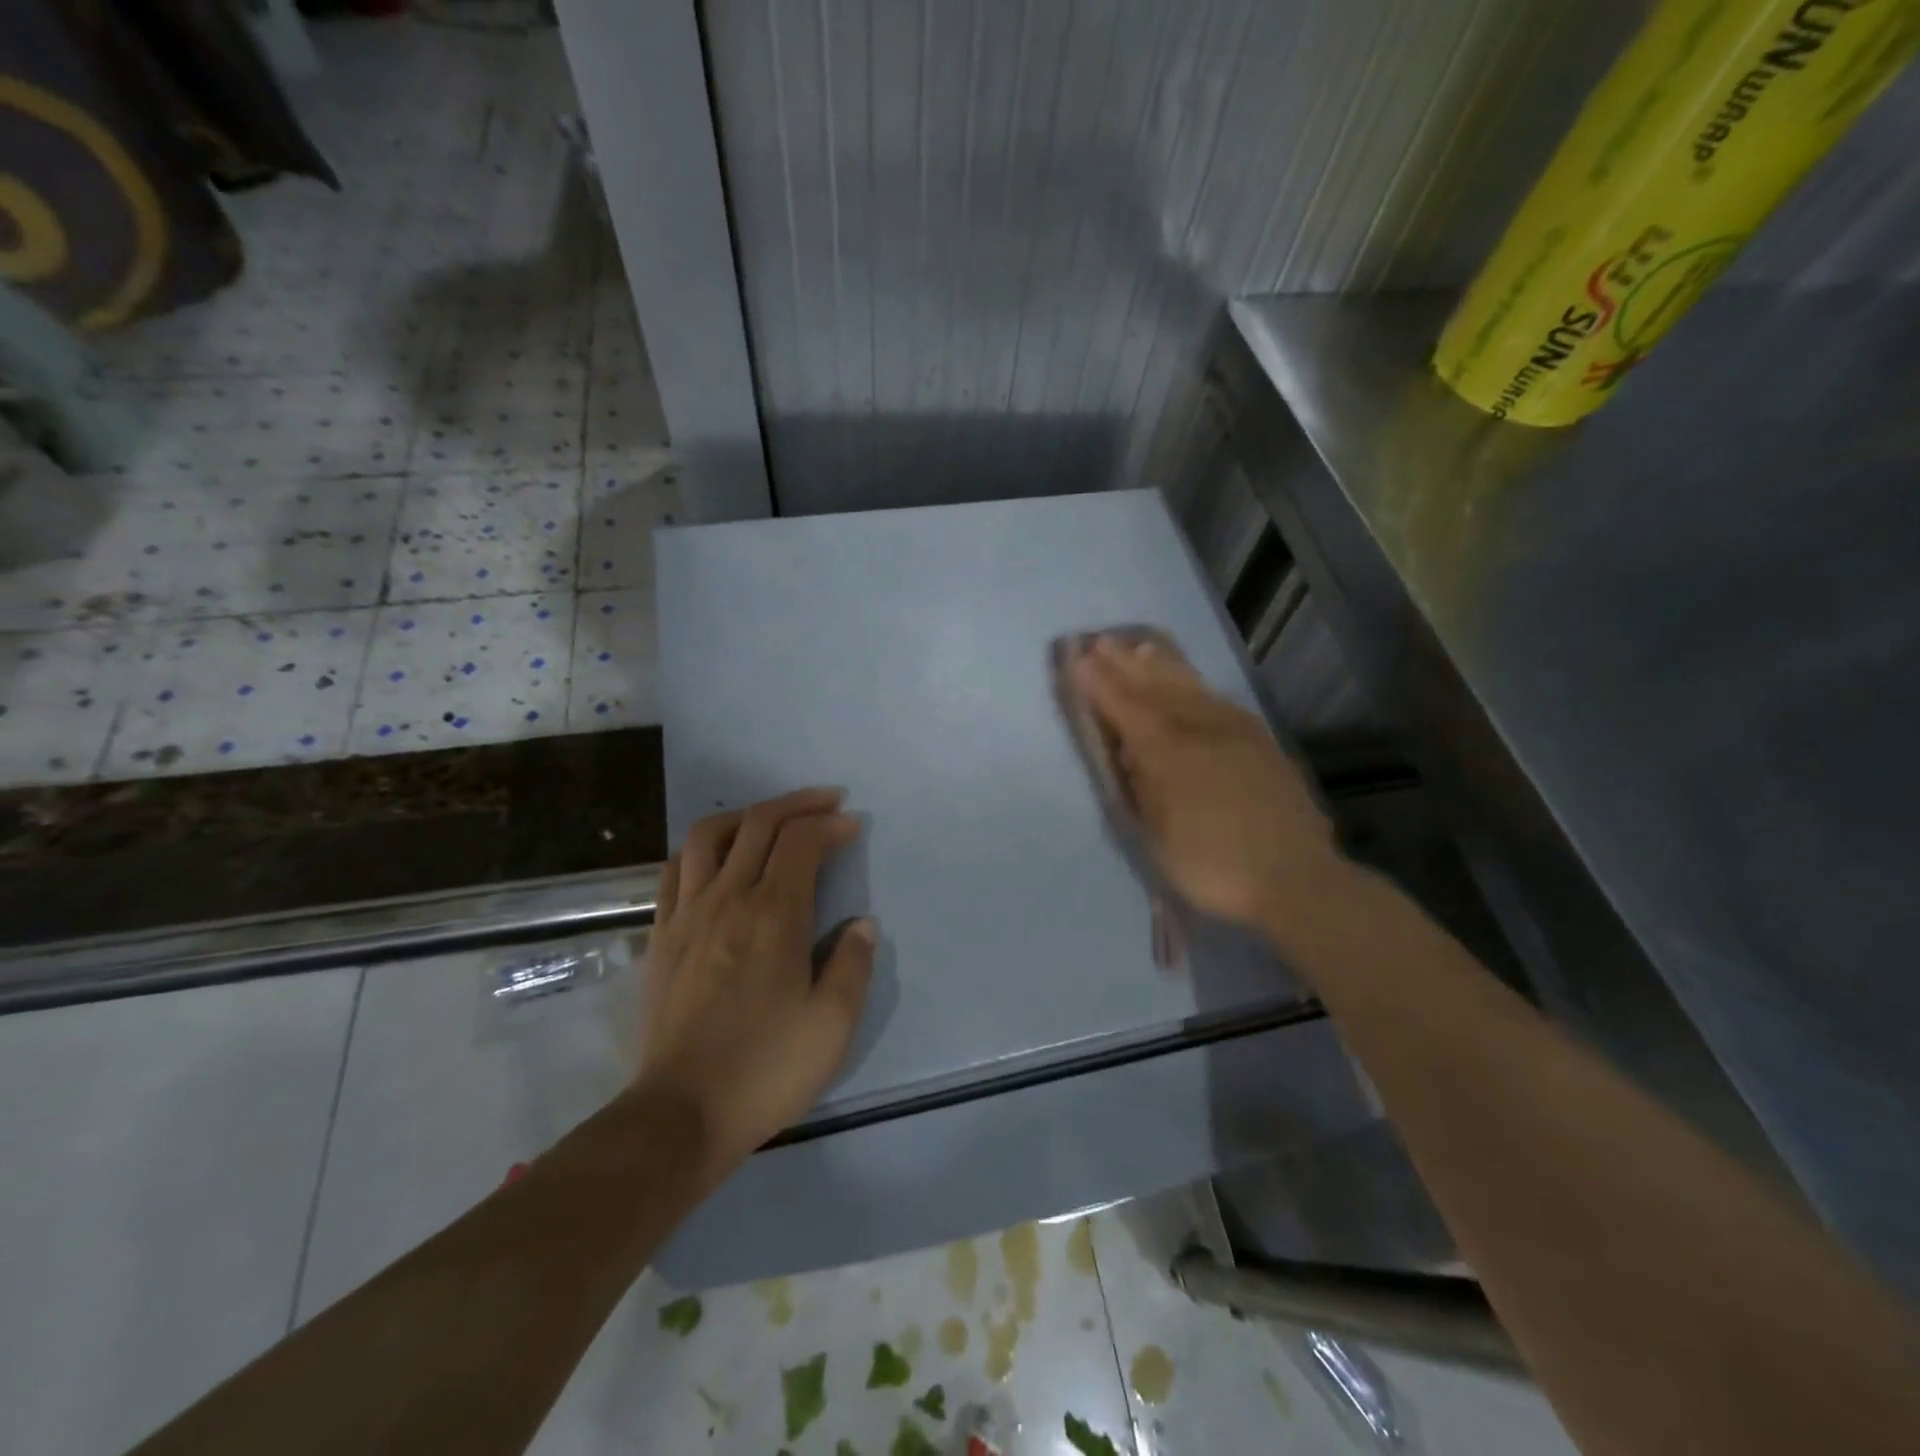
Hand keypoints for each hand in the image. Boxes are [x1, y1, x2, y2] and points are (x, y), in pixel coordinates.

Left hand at [636, 788, 875, 1178]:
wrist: (681, 1114)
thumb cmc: (765, 1069)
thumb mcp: (832, 1025)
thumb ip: (852, 965)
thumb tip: (862, 925)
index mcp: (774, 915)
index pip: (801, 842)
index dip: (829, 824)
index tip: (851, 826)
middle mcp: (728, 899)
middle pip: (759, 824)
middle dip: (798, 803)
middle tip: (827, 802)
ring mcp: (688, 914)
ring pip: (709, 835)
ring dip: (746, 815)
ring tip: (772, 819)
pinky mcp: (662, 935)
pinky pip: (676, 869)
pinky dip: (703, 848)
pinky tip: (718, 858)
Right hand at [1073, 637, 1346, 943]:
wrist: (1296, 878)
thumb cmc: (1213, 867)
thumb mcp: (1158, 837)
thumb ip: (1142, 788)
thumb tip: (1131, 753)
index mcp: (1169, 754)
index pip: (1126, 709)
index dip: (1101, 684)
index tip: (1079, 659)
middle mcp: (1201, 731)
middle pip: (1157, 689)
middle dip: (1127, 665)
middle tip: (1102, 642)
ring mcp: (1236, 732)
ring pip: (1191, 688)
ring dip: (1163, 666)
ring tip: (1142, 647)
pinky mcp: (1261, 741)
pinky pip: (1220, 700)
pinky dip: (1198, 685)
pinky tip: (1192, 683)